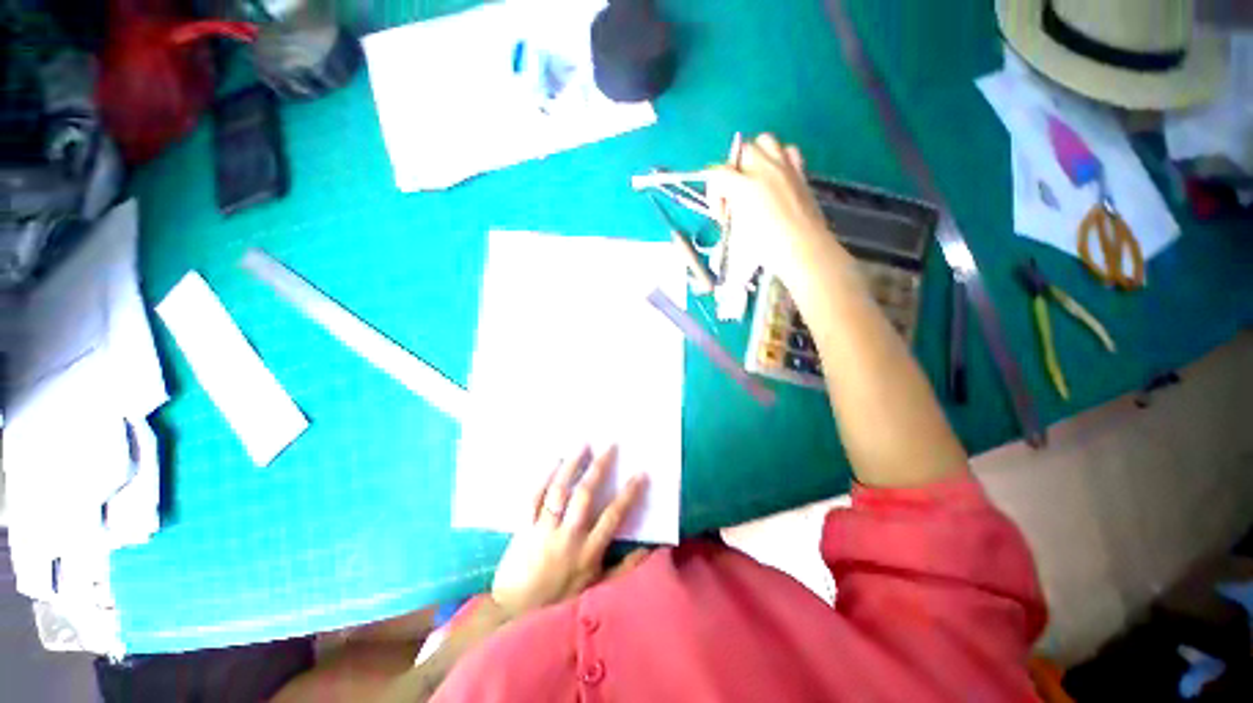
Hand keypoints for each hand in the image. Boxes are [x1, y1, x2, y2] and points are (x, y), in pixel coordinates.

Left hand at [490, 446, 646, 618]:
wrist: (513, 615)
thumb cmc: (559, 602)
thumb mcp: (596, 590)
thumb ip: (623, 570)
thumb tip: (649, 550)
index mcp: (588, 551)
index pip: (613, 516)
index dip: (628, 493)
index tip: (640, 473)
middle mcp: (568, 536)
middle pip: (585, 495)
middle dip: (599, 468)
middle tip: (610, 446)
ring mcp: (544, 529)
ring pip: (559, 490)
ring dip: (572, 464)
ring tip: (583, 443)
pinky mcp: (524, 526)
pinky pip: (534, 497)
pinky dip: (544, 477)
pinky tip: (554, 460)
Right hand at [705, 134, 839, 285]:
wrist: (802, 248)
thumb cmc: (767, 246)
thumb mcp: (738, 232)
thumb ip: (730, 214)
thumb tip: (729, 211)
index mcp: (744, 186)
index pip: (717, 173)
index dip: (714, 193)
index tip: (722, 214)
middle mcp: (763, 169)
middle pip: (740, 151)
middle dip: (732, 171)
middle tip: (735, 194)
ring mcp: (784, 167)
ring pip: (764, 141)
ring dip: (755, 155)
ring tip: (754, 177)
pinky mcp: (799, 172)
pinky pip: (788, 150)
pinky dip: (779, 157)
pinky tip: (776, 176)